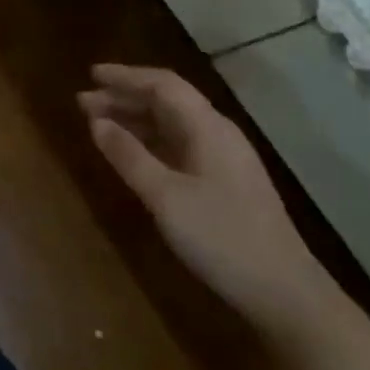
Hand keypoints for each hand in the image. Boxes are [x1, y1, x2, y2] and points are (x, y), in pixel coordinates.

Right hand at [80, 63, 331, 334]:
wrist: (286, 294)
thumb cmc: (222, 238)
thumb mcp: (166, 198)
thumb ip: (129, 156)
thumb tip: (96, 122)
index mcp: (208, 127)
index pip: (162, 84)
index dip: (125, 77)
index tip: (91, 75)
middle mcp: (217, 133)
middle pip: (167, 101)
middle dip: (124, 97)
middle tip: (83, 103)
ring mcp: (224, 159)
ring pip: (172, 124)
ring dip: (135, 119)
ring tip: (98, 124)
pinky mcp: (225, 182)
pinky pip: (179, 146)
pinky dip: (150, 142)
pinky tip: (132, 154)